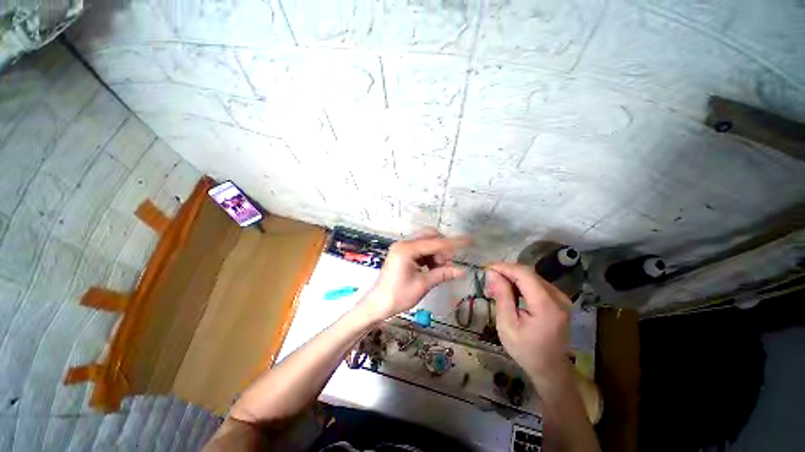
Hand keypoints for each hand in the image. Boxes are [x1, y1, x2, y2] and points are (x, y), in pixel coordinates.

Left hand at [359, 229, 469, 322]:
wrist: (377, 304)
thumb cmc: (398, 296)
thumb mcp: (422, 285)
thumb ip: (442, 274)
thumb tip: (462, 271)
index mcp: (407, 250)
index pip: (435, 243)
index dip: (453, 243)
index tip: (469, 240)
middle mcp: (404, 244)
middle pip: (429, 236)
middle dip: (442, 247)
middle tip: (446, 264)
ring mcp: (402, 248)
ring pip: (425, 242)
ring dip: (435, 252)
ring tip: (439, 269)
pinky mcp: (402, 253)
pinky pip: (420, 248)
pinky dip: (428, 256)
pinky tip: (431, 268)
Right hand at [486, 262, 571, 385]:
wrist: (550, 368)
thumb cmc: (525, 350)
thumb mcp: (507, 325)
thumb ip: (502, 296)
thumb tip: (493, 273)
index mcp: (546, 305)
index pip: (524, 274)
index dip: (504, 267)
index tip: (486, 268)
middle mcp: (558, 297)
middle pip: (528, 273)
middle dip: (506, 272)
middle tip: (489, 279)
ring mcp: (561, 298)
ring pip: (532, 276)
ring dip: (513, 277)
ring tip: (497, 286)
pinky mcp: (559, 299)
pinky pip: (537, 283)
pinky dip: (521, 283)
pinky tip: (510, 290)